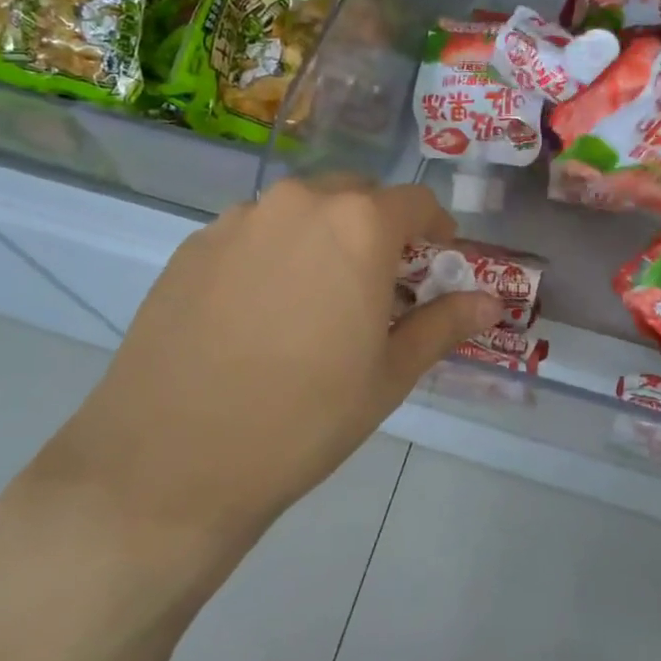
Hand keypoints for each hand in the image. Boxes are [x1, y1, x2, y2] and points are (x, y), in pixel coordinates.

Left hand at [5, 179, 501, 606]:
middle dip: (379, 230)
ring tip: (317, 301)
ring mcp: (237, 221)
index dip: (436, 229)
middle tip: (379, 286)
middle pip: (356, 196)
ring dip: (324, 239)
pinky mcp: (191, 247)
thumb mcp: (389, 375)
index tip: (437, 263)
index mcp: (357, 225)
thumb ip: (443, 325)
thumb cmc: (304, 418)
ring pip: (301, 211)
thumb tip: (492, 302)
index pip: (416, 202)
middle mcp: (297, 203)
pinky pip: (253, 234)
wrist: (168, 464)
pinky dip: (275, 254)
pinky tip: (261, 314)